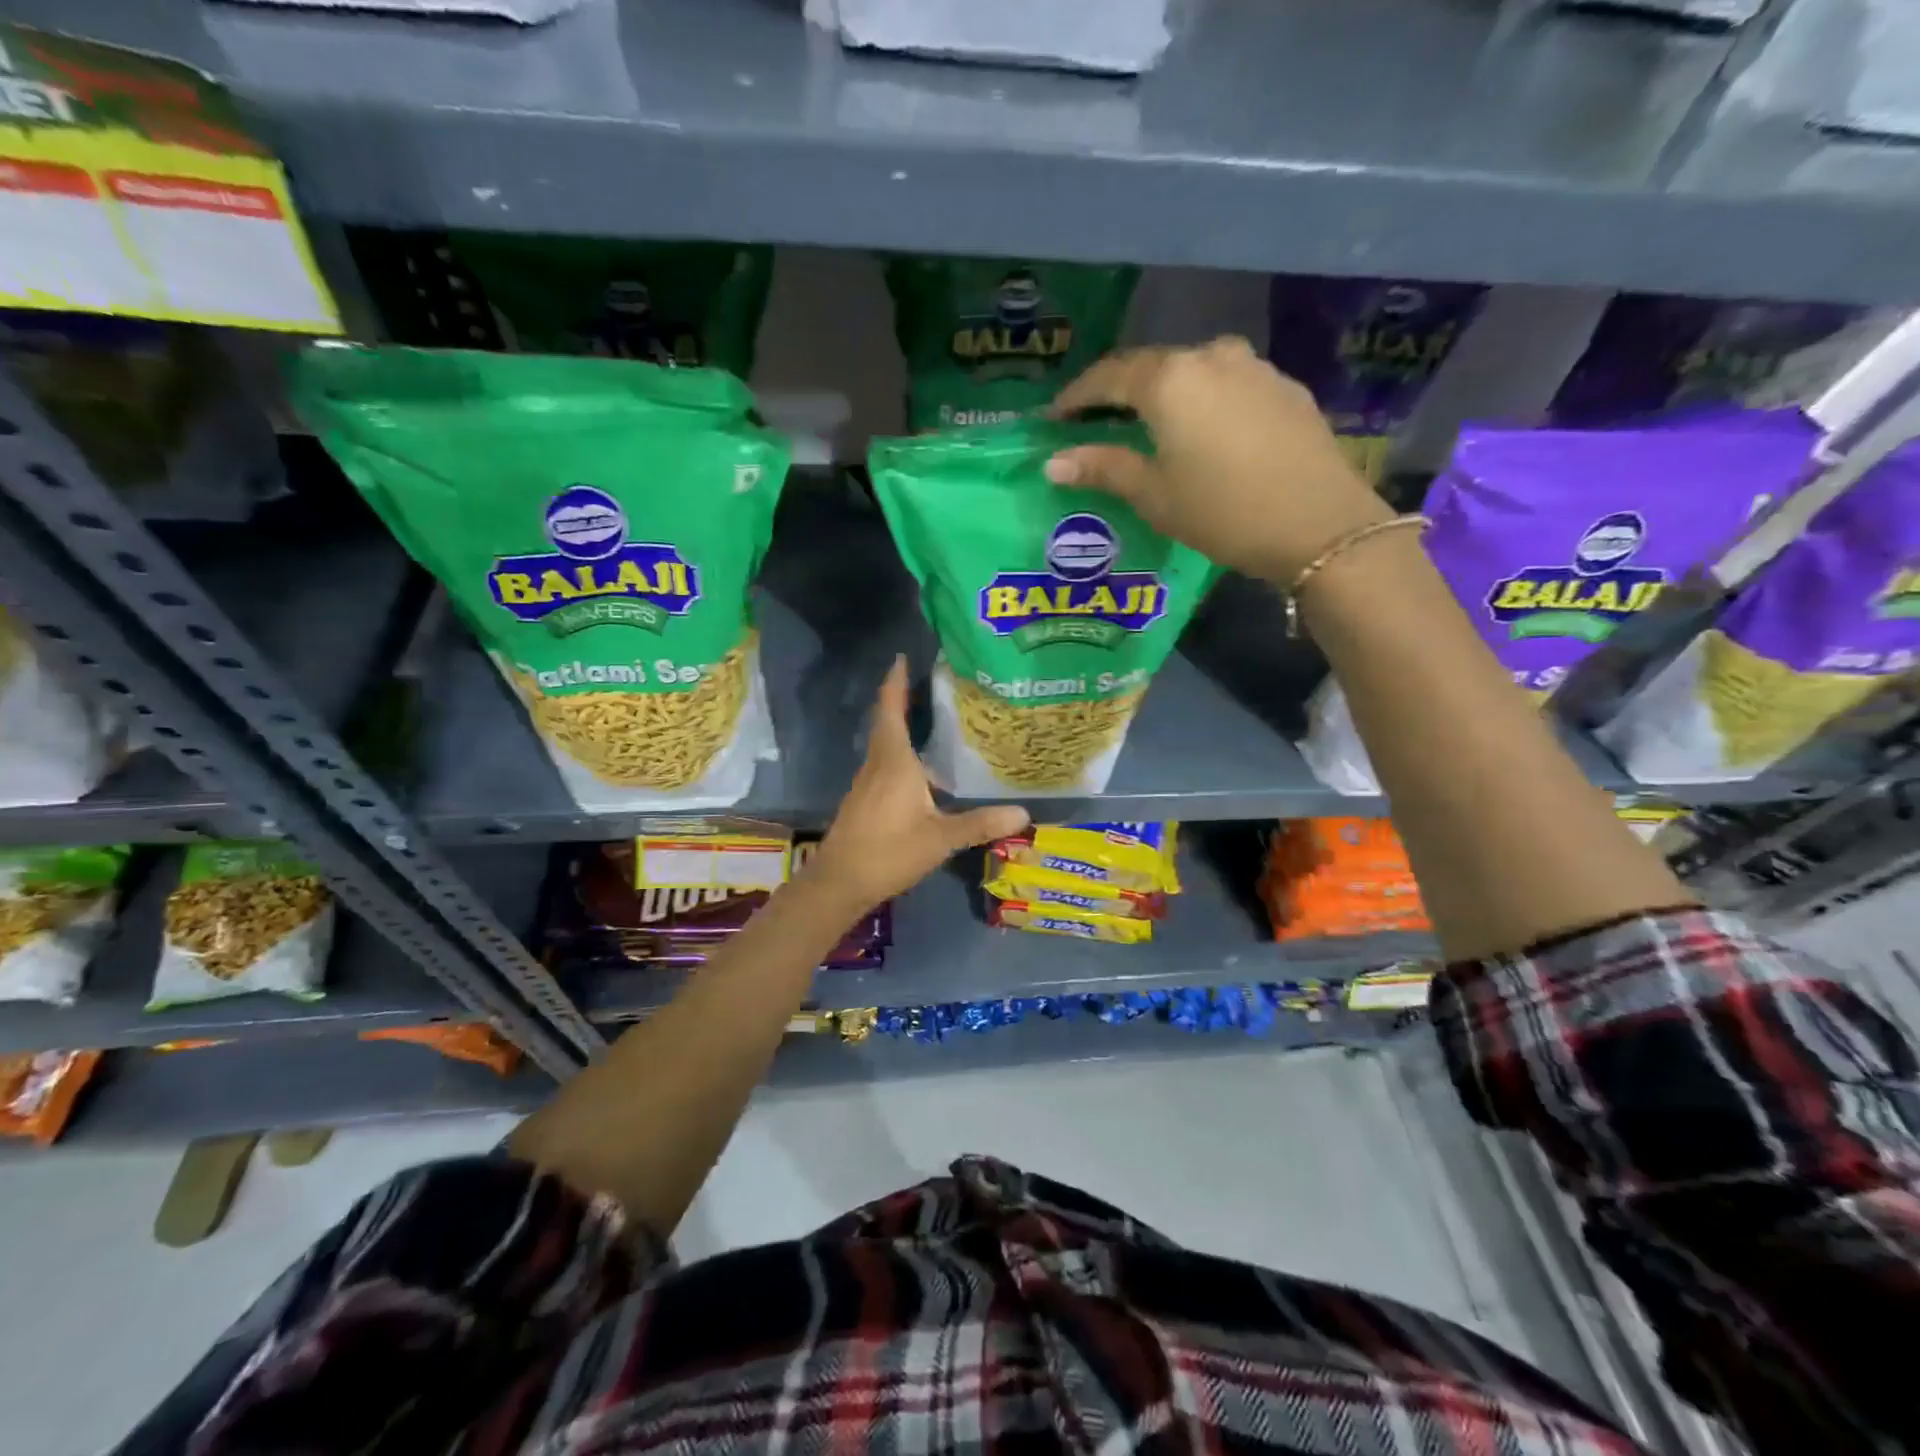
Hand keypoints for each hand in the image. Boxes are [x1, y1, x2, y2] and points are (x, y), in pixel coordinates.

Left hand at [805, 657, 1028, 912]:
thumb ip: (980, 823)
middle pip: (886, 722)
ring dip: (901, 726)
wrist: (839, 882)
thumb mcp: (940, 838)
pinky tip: (920, 769)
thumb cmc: (888, 851)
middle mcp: (877, 764)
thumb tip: (1023, 813)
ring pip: (885, 745)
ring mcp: (867, 783)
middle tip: (927, 682)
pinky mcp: (864, 801)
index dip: (896, 681)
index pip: (891, 709)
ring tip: (931, 719)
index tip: (902, 656)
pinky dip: (901, 753)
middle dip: (901, 699)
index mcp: (893, 761)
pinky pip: (884, 764)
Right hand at [1046, 337, 1390, 581]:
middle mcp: (1210, 356)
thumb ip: (1103, 468)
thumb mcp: (1154, 495)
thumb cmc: (1223, 512)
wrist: (1319, 524)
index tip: (1055, 418)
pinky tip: (1202, 431)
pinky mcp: (1284, 387)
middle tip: (1096, 422)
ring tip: (1149, 426)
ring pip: (1193, 371)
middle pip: (1151, 367)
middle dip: (1119, 392)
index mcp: (1169, 380)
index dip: (1077, 396)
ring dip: (1164, 394)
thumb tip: (1054, 462)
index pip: (1108, 376)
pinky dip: (1202, 401)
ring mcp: (1254, 367)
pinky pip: (1228, 384)